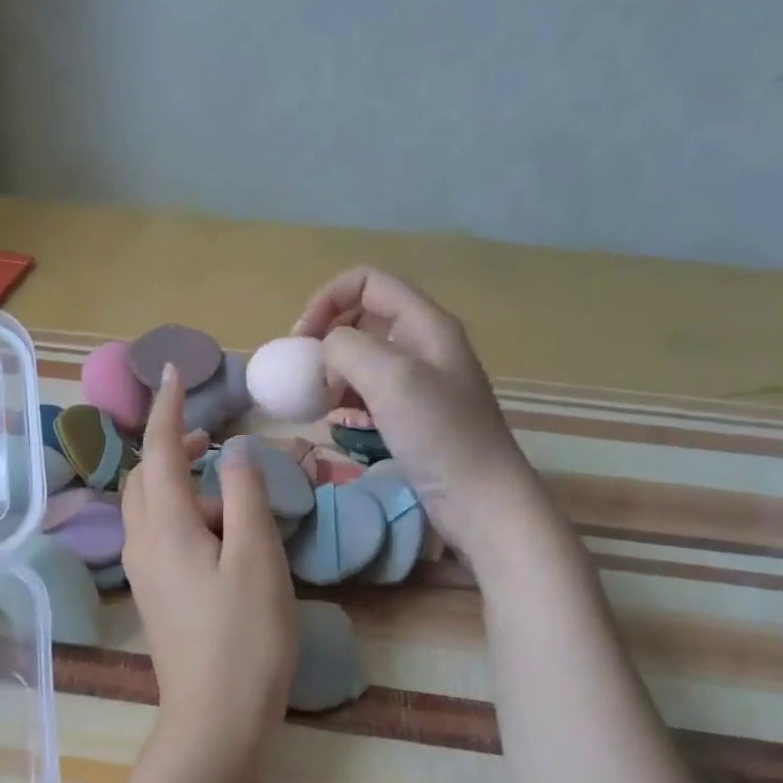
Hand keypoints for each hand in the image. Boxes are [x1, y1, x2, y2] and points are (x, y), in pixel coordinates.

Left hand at [122, 366, 297, 763]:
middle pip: (146, 477)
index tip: (173, 371)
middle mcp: (142, 543)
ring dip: (181, 482)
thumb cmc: (244, 638)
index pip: (158, 450)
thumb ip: (245, 495)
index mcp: (164, 526)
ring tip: (230, 487)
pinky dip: (184, 513)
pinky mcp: (155, 594)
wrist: (214, 720)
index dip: (166, 407)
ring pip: (151, 507)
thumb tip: (236, 451)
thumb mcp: (256, 558)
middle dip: (171, 445)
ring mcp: (144, 572)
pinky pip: (160, 533)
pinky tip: (222, 531)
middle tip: (211, 435)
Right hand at [293, 267, 533, 553]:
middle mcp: (424, 344)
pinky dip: (348, 399)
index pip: (367, 282)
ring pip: (364, 357)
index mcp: (425, 324)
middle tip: (305, 375)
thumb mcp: (391, 379)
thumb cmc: (440, 435)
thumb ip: (348, 348)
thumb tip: (325, 350)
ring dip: (334, 372)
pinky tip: (339, 421)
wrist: (481, 500)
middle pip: (363, 318)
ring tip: (320, 403)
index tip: (301, 342)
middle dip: (327, 339)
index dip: (327, 300)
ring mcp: (420, 382)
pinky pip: (371, 392)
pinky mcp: (414, 415)